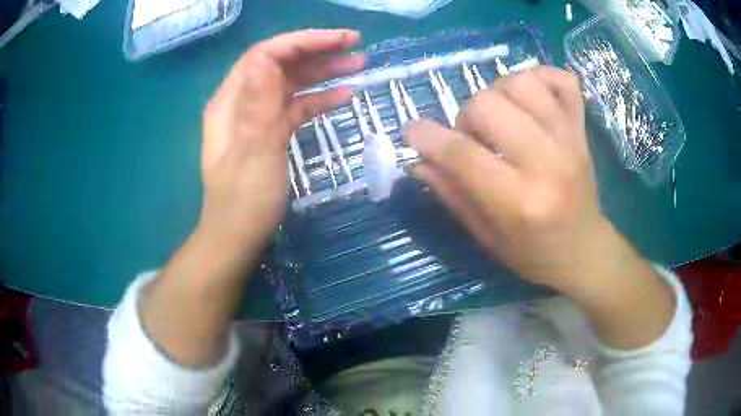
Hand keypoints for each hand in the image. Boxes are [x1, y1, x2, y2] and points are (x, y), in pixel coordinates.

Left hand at [199, 29, 364, 243]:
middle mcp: (243, 102)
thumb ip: (259, 102)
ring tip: (358, 64)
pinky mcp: (271, 133)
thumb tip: (267, 57)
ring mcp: (258, 118)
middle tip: (355, 46)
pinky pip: (296, 107)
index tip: (338, 41)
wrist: (238, 236)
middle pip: (280, 64)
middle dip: (317, 51)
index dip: (301, 42)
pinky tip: (344, 96)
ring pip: (291, 83)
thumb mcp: (253, 151)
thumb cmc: (244, 200)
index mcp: (232, 101)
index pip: (265, 55)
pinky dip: (319, 99)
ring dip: (322, 72)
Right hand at [403, 66, 617, 292]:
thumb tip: (418, 160)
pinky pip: (563, 79)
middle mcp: (547, 163)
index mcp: (519, 202)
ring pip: (522, 83)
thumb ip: (452, 194)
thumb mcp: (486, 237)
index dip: (428, 138)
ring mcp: (570, 140)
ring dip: (498, 92)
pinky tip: (530, 96)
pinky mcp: (582, 129)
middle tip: (474, 139)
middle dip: (467, 117)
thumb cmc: (534, 253)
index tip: (412, 132)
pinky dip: (541, 76)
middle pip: (489, 104)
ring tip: (500, 116)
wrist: (585, 250)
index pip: (463, 155)